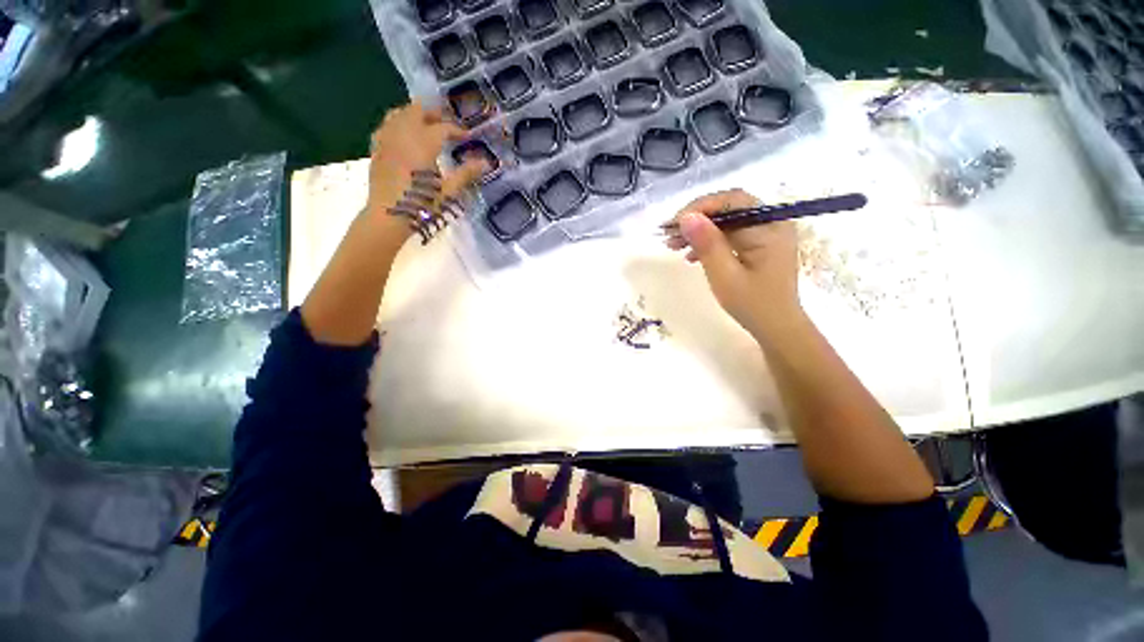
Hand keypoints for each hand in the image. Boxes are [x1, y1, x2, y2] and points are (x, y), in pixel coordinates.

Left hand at [364, 101, 485, 247]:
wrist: (389, 216)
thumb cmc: (422, 205)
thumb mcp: (448, 191)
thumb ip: (465, 173)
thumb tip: (485, 162)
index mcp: (423, 144)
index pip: (443, 128)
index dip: (457, 130)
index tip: (468, 136)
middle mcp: (403, 134)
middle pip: (417, 111)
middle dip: (434, 113)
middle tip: (446, 121)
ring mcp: (386, 140)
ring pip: (398, 114)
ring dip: (414, 114)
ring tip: (425, 123)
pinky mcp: (376, 149)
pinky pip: (385, 126)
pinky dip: (397, 123)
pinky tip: (402, 134)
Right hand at [665, 189, 802, 338]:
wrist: (776, 326)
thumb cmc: (752, 304)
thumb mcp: (725, 276)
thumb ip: (708, 244)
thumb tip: (687, 217)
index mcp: (768, 228)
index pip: (731, 201)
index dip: (700, 207)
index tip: (673, 224)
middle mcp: (771, 223)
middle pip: (728, 208)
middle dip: (697, 218)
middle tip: (670, 235)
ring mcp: (766, 233)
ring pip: (726, 220)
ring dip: (700, 230)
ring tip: (674, 246)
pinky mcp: (759, 244)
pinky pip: (731, 233)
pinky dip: (710, 241)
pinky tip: (691, 256)